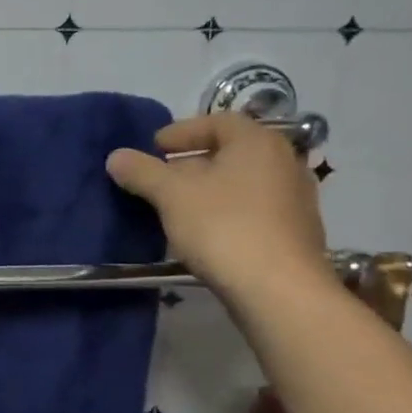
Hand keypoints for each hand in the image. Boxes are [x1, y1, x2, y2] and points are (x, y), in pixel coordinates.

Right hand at [105, 113, 330, 297]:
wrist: (279, 290)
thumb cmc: (224, 227)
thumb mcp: (171, 194)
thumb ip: (141, 171)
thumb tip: (116, 157)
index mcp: (258, 142)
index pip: (217, 122)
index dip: (181, 131)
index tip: (154, 148)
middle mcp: (284, 162)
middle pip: (230, 152)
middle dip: (191, 162)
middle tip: (160, 177)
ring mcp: (295, 199)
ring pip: (241, 182)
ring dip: (207, 189)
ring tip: (176, 207)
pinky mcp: (295, 232)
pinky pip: (253, 209)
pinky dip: (225, 211)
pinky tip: (204, 232)